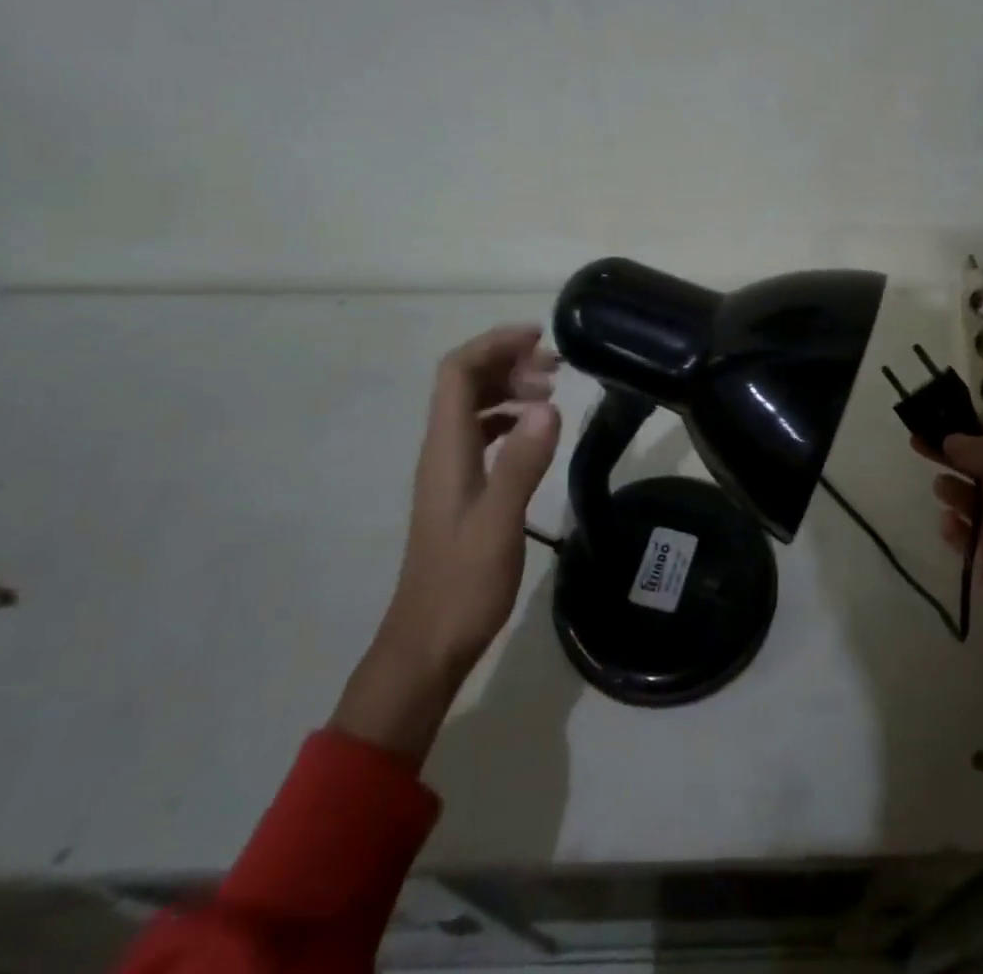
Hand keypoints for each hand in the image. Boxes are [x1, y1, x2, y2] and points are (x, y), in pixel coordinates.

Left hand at [332, 324, 560, 763]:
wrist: (427, 645)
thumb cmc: (462, 585)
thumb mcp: (498, 523)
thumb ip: (521, 463)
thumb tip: (547, 405)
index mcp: (446, 449)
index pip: (457, 372)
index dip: (493, 344)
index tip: (539, 337)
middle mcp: (442, 451)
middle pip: (464, 382)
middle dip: (507, 361)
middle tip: (555, 369)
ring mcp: (449, 471)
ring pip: (473, 407)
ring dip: (508, 387)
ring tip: (551, 392)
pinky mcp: (461, 490)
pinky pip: (481, 433)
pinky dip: (508, 418)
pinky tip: (534, 430)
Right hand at [931, 418, 982, 801]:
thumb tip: (954, 436)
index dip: (980, 423)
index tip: (945, 411)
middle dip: (954, 450)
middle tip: (918, 438)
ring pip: (970, 496)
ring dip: (952, 486)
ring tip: (940, 487)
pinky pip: (963, 535)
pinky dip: (953, 526)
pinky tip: (948, 525)